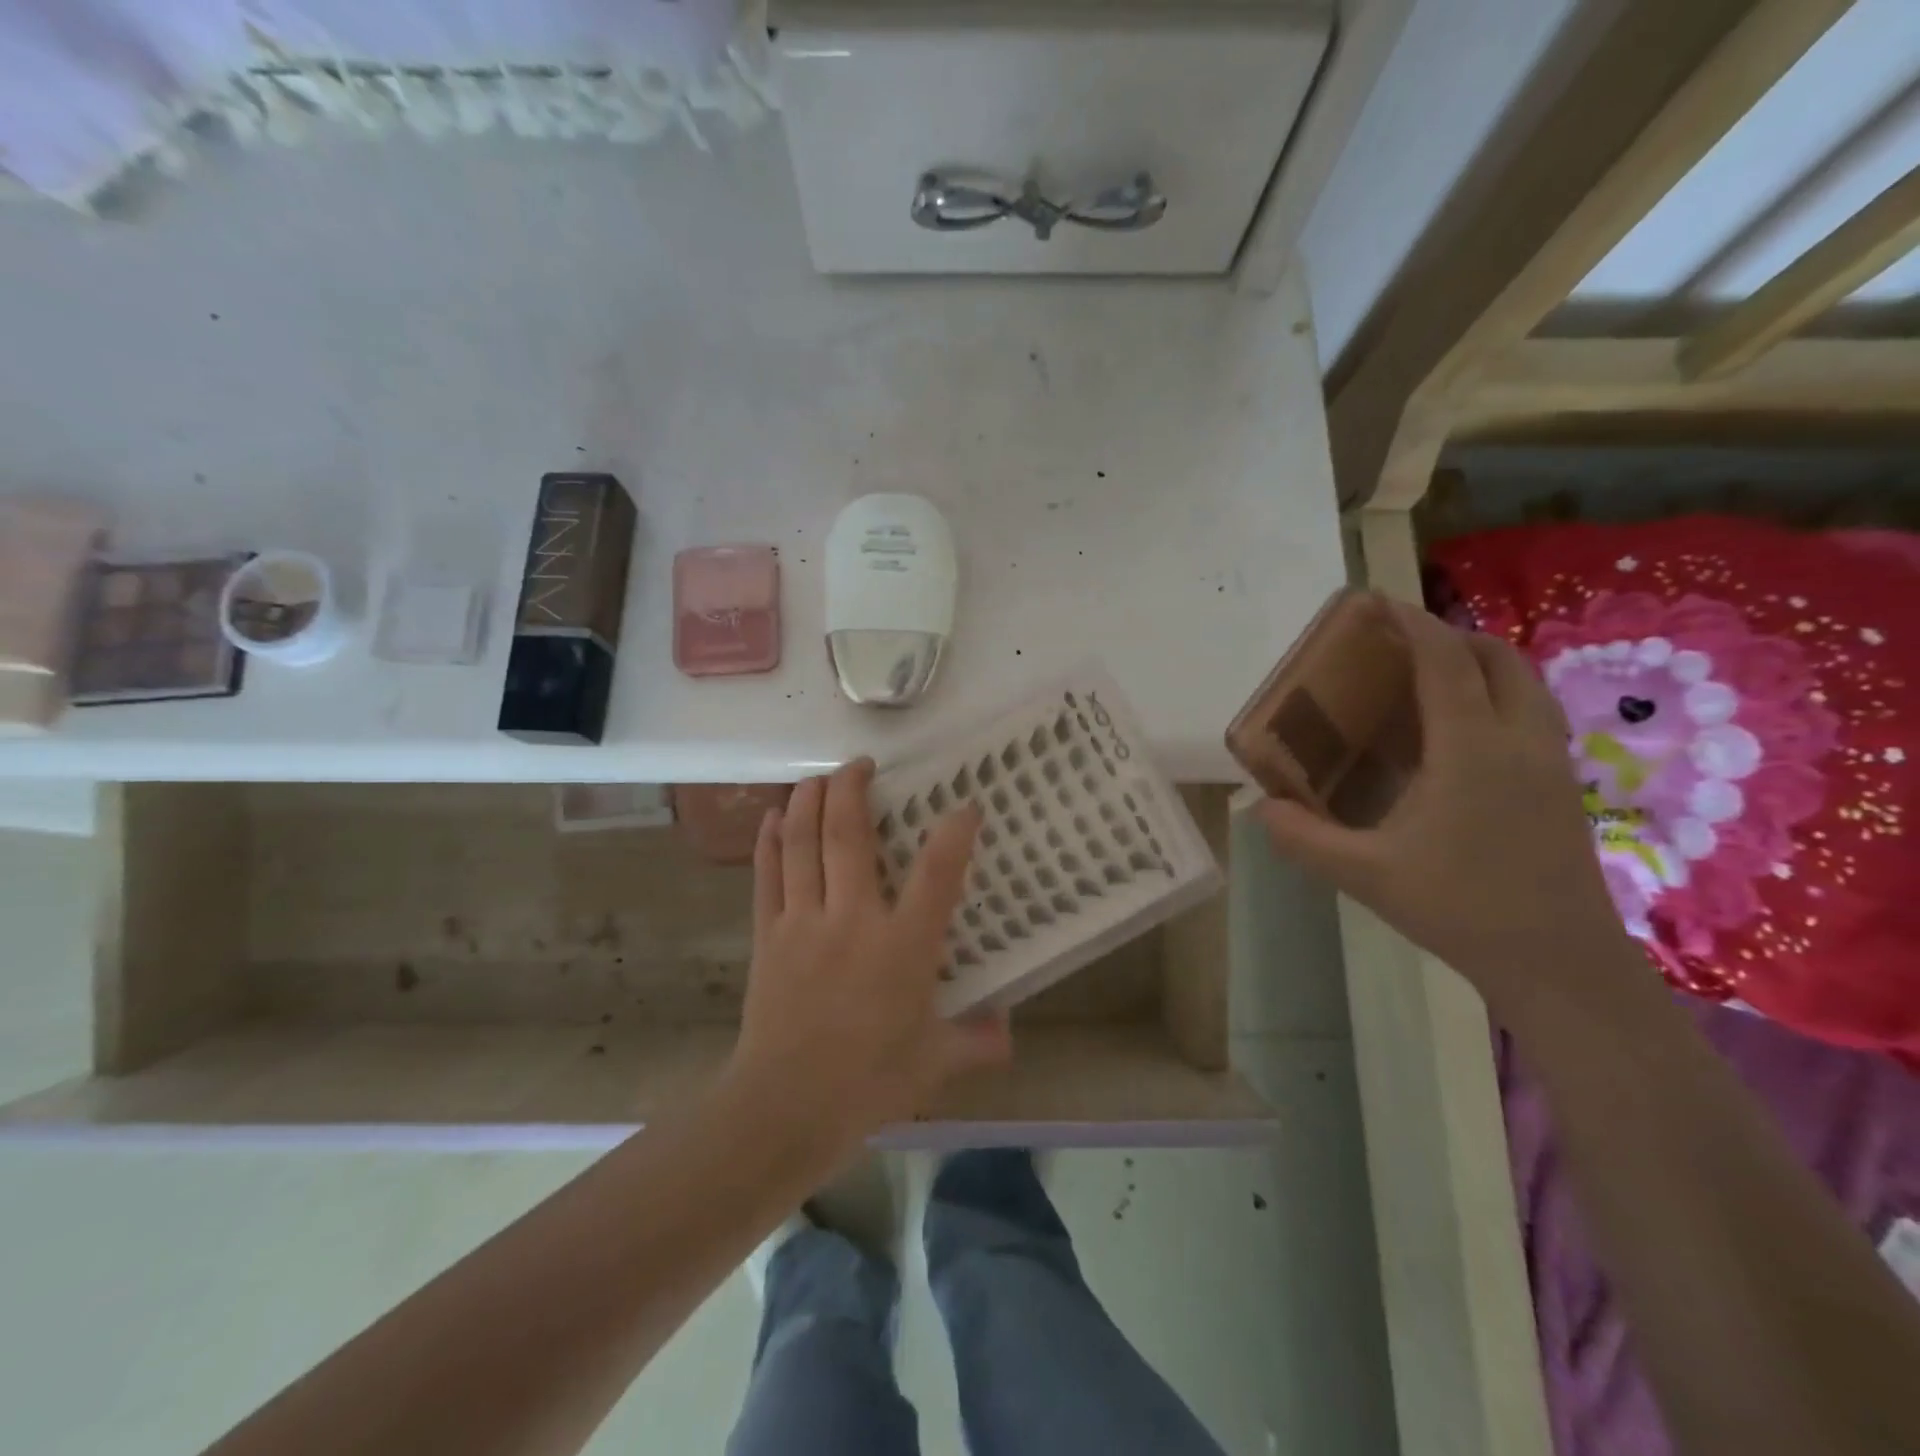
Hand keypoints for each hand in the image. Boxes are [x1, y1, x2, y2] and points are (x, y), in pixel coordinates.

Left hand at [727, 758, 1012, 1160]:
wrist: (785, 1108)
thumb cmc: (868, 1082)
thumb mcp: (935, 1063)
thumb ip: (977, 1041)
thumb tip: (1009, 1029)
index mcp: (902, 946)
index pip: (936, 874)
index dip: (954, 832)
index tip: (966, 804)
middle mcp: (852, 918)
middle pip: (848, 835)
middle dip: (853, 788)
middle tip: (861, 764)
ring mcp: (804, 921)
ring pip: (803, 843)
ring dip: (809, 801)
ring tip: (819, 777)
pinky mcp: (768, 934)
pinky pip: (767, 874)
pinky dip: (770, 840)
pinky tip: (774, 816)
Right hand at [1258, 599, 1628, 1019]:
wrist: (1559, 963)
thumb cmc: (1460, 908)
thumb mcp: (1365, 875)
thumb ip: (1304, 838)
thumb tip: (1260, 808)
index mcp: (1471, 747)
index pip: (1444, 659)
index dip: (1410, 623)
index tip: (1374, 604)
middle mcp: (1518, 739)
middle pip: (1495, 656)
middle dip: (1448, 636)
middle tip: (1398, 649)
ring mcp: (1550, 762)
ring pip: (1522, 683)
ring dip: (1478, 664)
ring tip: (1428, 684)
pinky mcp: (1563, 786)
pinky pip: (1530, 713)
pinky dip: (1496, 697)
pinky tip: (1459, 737)